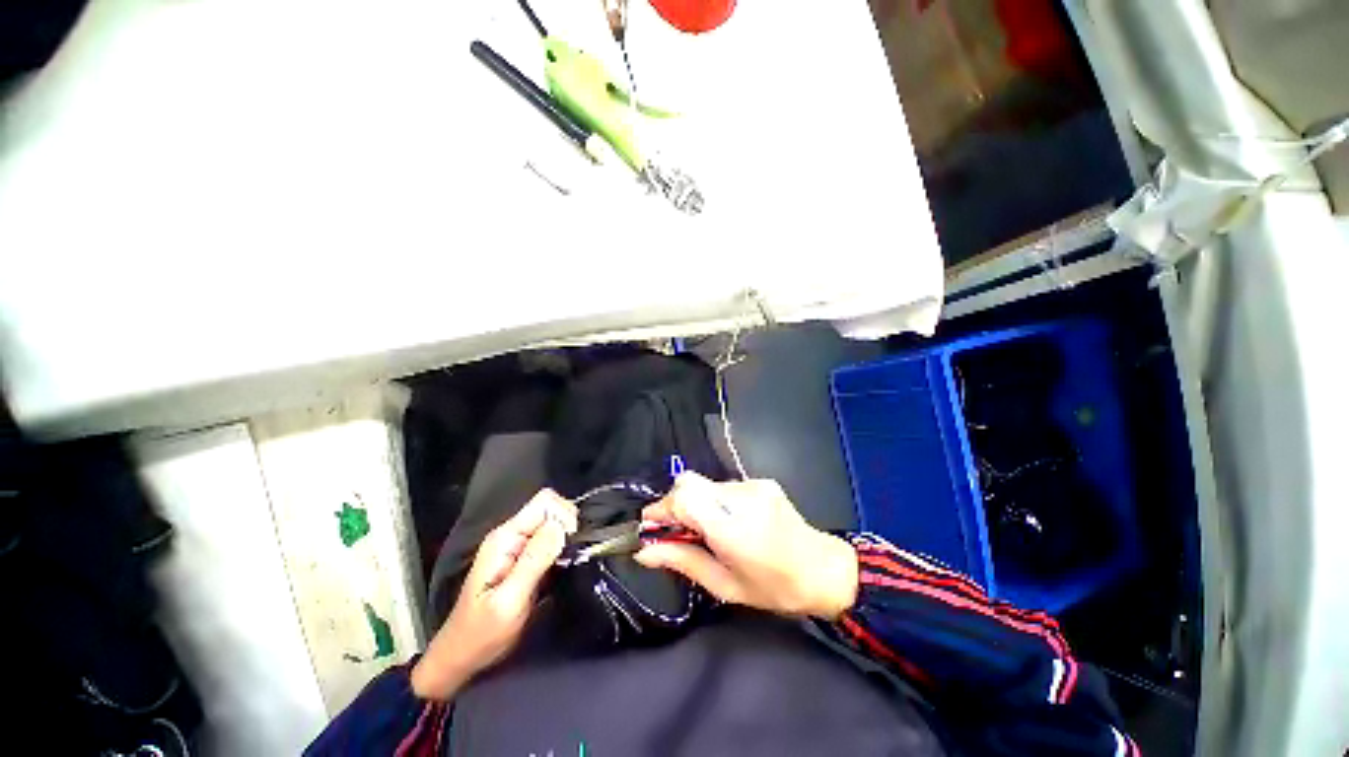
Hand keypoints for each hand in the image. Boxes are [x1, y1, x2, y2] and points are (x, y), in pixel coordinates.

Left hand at [411, 490, 576, 699]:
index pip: (544, 502)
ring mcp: (518, 546)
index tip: (570, 545)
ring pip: (554, 524)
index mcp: (505, 538)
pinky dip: (562, 549)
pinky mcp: (525, 559)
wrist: (461, 658)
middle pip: (551, 508)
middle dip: (567, 526)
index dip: (563, 516)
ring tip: (568, 564)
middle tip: (569, 557)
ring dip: (566, 539)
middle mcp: (512, 535)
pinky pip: (551, 540)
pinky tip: (563, 568)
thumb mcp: (508, 601)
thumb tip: (561, 526)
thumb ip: (534, 561)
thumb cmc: (481, 633)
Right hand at [635, 473, 857, 619]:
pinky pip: (723, 486)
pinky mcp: (761, 481)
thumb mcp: (724, 585)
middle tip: (676, 532)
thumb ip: (682, 561)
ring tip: (705, 531)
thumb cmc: (773, 587)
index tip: (651, 526)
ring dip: (696, 504)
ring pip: (705, 484)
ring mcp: (753, 484)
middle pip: (690, 484)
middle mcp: (741, 496)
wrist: (822, 569)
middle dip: (675, 505)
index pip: (684, 497)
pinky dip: (714, 501)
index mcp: (732, 526)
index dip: (662, 508)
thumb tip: (643, 552)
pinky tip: (727, 522)